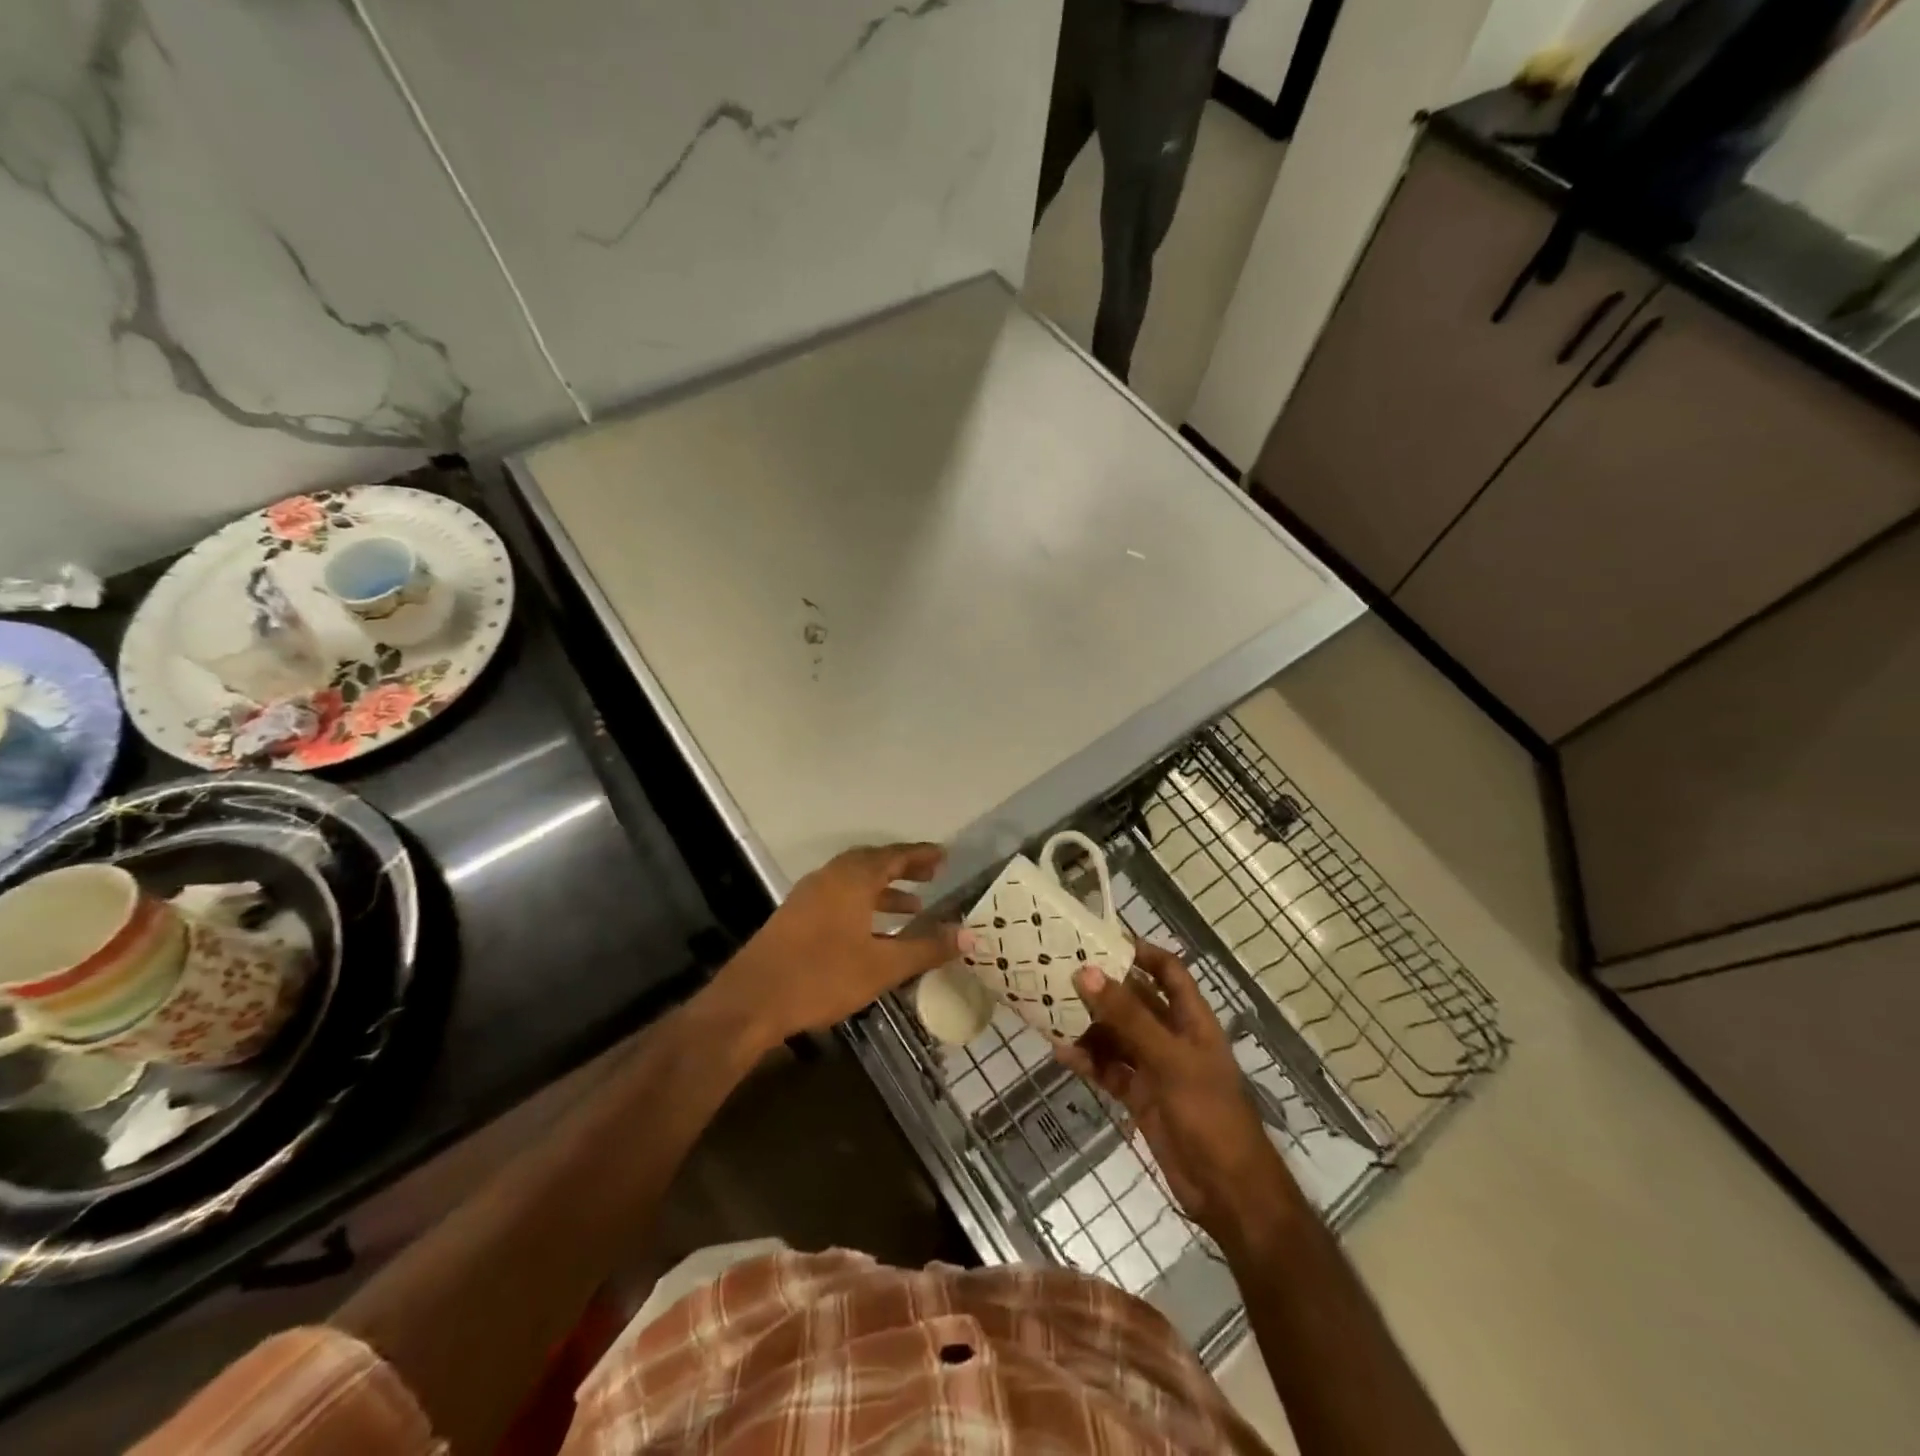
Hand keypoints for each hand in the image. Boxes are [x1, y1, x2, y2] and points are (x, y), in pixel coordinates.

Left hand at [706, 843, 957, 1048]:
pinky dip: (863, 903)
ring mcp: (809, 896)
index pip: (894, 856)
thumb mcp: (883, 966)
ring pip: (854, 881)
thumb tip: (969, 936)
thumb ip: (926, 948)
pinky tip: (874, 932)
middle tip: (931, 875)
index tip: (944, 856)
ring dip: (884, 889)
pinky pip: (839, 897)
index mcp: (852, 879)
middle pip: (872, 863)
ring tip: (913, 907)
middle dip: (903, 868)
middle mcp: (830, 877)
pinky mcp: (796, 916)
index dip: (920, 855)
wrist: (752, 1000)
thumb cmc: (822, 976)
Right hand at [1055, 941, 1296, 1248]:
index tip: (1101, 939)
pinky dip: (1089, 1062)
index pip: (1168, 971)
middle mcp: (1173, 1037)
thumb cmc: (1209, 1114)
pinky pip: (1110, 1070)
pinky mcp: (1141, 1097)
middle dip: (1103, 989)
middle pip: (1134, 1002)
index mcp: (1192, 1020)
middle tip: (1061, 972)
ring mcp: (1156, 1069)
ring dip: (1090, 1026)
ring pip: (1117, 1036)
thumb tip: (1087, 972)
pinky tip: (1063, 1054)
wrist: (1229, 1192)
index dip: (1141, 952)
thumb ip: (1127, 1017)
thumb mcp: (1169, 1059)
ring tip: (1052, 1012)